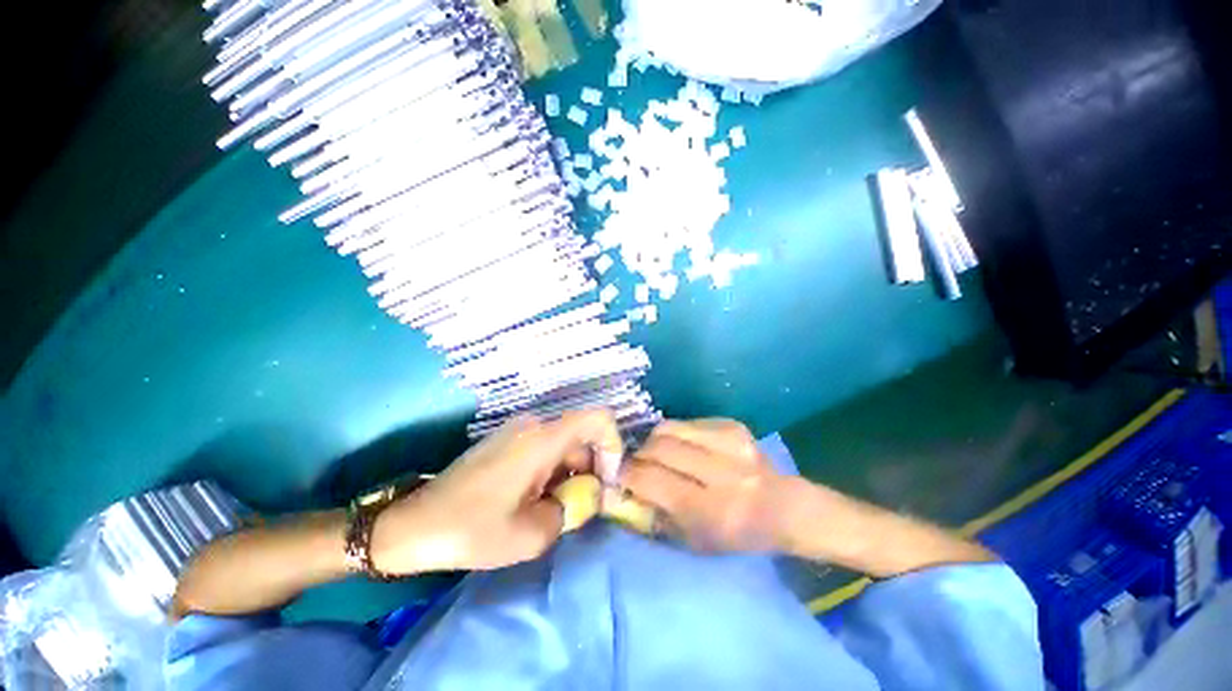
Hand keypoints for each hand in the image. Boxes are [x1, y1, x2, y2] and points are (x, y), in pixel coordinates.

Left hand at [370, 410, 623, 573]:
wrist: (411, 525)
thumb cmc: (470, 529)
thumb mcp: (530, 534)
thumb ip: (572, 511)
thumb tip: (592, 497)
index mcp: (542, 438)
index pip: (598, 419)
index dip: (613, 446)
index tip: (607, 482)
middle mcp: (534, 425)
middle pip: (581, 437)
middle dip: (591, 471)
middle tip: (581, 510)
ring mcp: (518, 431)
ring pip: (564, 445)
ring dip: (570, 475)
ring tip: (554, 511)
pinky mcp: (507, 442)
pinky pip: (545, 449)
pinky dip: (553, 472)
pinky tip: (536, 501)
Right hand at [619, 419, 791, 552]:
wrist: (783, 506)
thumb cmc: (736, 534)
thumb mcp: (694, 541)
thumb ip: (656, 515)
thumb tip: (624, 488)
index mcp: (712, 510)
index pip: (654, 480)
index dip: (629, 474)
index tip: (619, 474)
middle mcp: (722, 472)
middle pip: (660, 448)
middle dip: (640, 454)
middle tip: (636, 462)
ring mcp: (730, 442)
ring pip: (670, 428)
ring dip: (655, 440)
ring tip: (656, 452)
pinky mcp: (732, 425)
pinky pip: (687, 423)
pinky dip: (676, 434)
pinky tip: (683, 447)